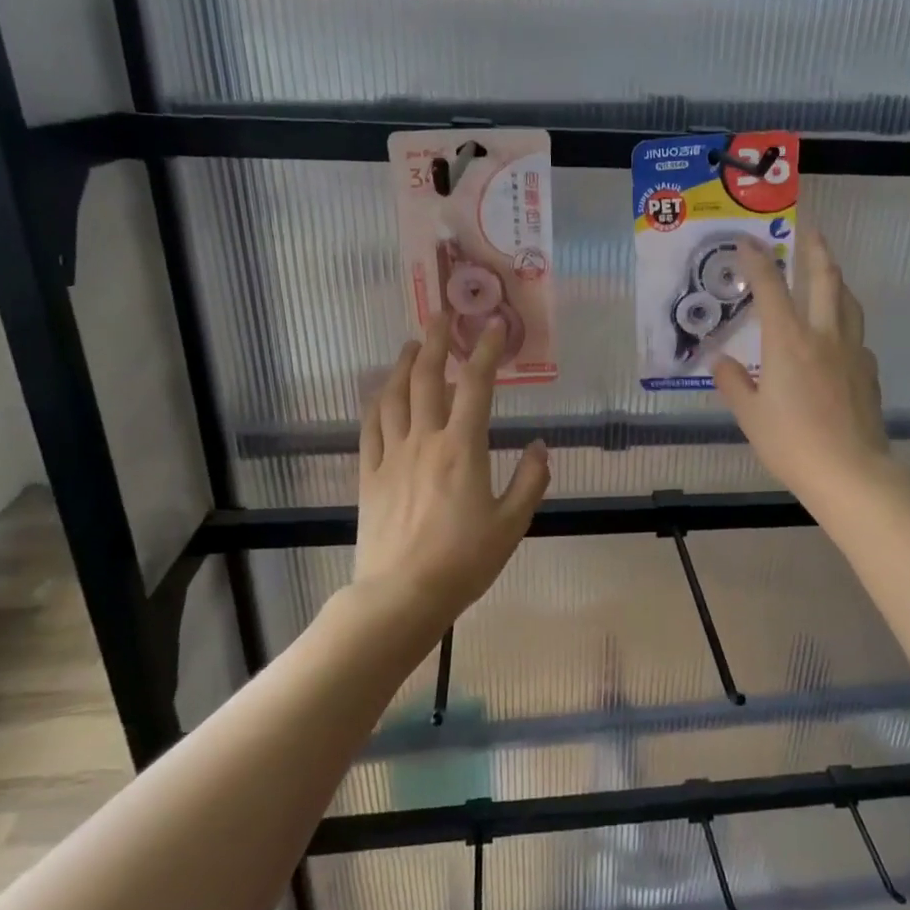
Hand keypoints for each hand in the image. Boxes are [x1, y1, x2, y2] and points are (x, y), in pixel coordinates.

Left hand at [355, 314, 549, 627]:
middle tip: (441, 315)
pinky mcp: (369, 475)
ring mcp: (392, 456)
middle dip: (436, 342)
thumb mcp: (512, 523)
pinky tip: (380, 391)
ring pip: (394, 396)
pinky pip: (370, 427)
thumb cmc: (465, 561)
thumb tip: (540, 446)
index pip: (475, 386)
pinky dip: (376, 402)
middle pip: (426, 378)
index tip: (492, 325)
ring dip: (402, 364)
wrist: (403, 594)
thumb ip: (530, 481)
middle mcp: (425, 441)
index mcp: (462, 449)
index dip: (485, 351)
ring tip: (411, 345)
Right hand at [712, 229, 887, 500]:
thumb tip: (722, 363)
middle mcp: (824, 335)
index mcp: (789, 341)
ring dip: (836, 280)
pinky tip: (838, 338)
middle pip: (825, 279)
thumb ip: (734, 384)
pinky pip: (856, 335)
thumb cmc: (792, 443)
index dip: (758, 260)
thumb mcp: (751, 416)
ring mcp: (852, 351)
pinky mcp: (868, 372)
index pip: (771, 288)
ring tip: (828, 274)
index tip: (748, 240)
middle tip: (809, 231)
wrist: (850, 472)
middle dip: (815, 250)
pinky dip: (845, 323)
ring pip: (848, 302)